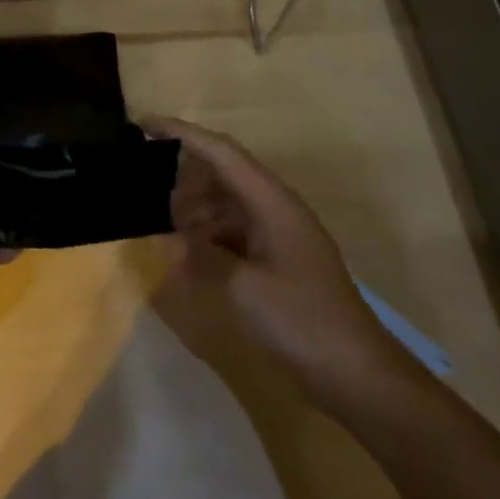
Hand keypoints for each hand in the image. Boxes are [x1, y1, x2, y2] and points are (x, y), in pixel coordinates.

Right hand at [150, 118, 412, 404]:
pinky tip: (186, 249)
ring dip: (193, 207)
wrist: (356, 373)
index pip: (221, 152)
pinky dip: (207, 232)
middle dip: (183, 175)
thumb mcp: (241, 287)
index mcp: (272, 202)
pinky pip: (233, 228)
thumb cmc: (301, 321)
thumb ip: (200, 252)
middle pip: (222, 172)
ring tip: (161, 222)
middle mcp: (275, 208)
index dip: (182, 133)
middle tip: (145, 188)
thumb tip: (171, 235)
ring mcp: (277, 233)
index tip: (143, 125)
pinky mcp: (276, 258)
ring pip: (225, 201)